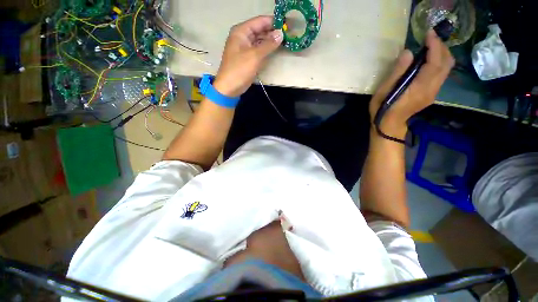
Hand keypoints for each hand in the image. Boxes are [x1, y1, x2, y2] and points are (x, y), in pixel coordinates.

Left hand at [214, 16, 283, 97]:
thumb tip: (281, 33)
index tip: (286, 24)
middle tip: (288, 34)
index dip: (273, 22)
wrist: (229, 88)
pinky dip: (267, 50)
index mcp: (241, 31)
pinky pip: (259, 50)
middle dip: (273, 32)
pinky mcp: (248, 58)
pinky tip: (275, 50)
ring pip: (260, 40)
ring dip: (271, 41)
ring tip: (285, 41)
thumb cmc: (239, 70)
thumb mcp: (254, 56)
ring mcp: (245, 48)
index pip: (259, 21)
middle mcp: (243, 37)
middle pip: (260, 30)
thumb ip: (268, 44)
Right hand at [369, 29, 454, 138]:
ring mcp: (433, 92)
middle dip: (441, 47)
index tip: (429, 33)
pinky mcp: (432, 93)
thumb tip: (408, 52)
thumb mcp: (383, 91)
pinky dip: (439, 62)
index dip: (434, 46)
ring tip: (429, 46)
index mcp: (419, 88)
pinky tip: (428, 59)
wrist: (389, 125)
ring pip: (447, 68)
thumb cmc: (382, 108)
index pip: (434, 63)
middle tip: (429, 38)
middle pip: (446, 64)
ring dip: (441, 54)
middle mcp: (431, 89)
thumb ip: (397, 72)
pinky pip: (442, 74)